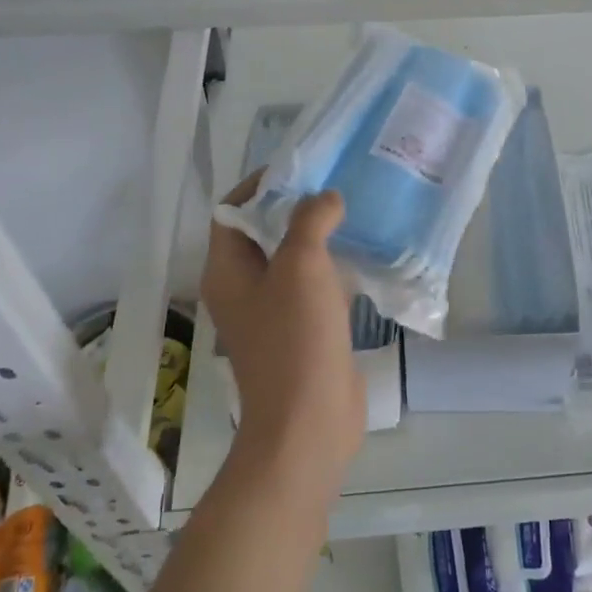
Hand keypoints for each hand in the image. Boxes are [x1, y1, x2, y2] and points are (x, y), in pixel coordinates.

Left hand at [201, 174, 363, 486]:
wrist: (310, 423)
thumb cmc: (296, 339)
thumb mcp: (302, 267)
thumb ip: (310, 220)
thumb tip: (326, 198)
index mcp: (227, 271)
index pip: (233, 210)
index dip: (261, 184)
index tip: (302, 168)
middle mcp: (243, 288)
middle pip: (263, 233)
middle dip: (296, 207)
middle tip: (335, 186)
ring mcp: (272, 313)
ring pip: (291, 261)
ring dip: (318, 237)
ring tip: (353, 212)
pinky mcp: (301, 332)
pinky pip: (313, 288)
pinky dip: (332, 268)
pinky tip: (364, 256)